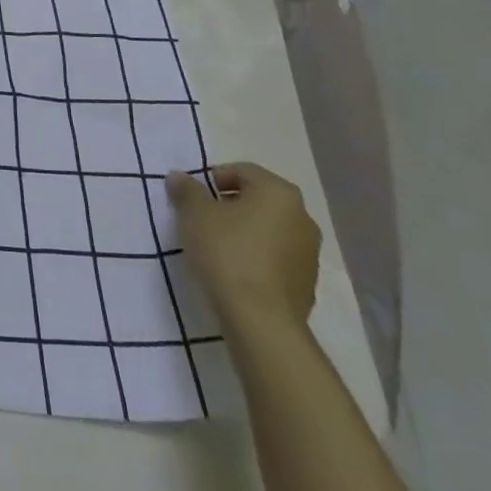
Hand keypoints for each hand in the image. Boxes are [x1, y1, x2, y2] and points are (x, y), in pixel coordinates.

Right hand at [166, 162, 319, 332]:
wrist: (261, 320)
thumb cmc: (227, 252)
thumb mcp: (194, 214)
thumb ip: (186, 190)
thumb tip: (180, 177)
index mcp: (278, 192)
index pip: (242, 170)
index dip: (212, 179)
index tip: (193, 198)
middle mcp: (302, 216)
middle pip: (258, 199)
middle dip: (229, 205)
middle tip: (202, 220)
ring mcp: (310, 252)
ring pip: (269, 229)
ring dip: (245, 231)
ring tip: (216, 247)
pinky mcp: (308, 283)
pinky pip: (276, 257)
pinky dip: (257, 256)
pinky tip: (235, 271)